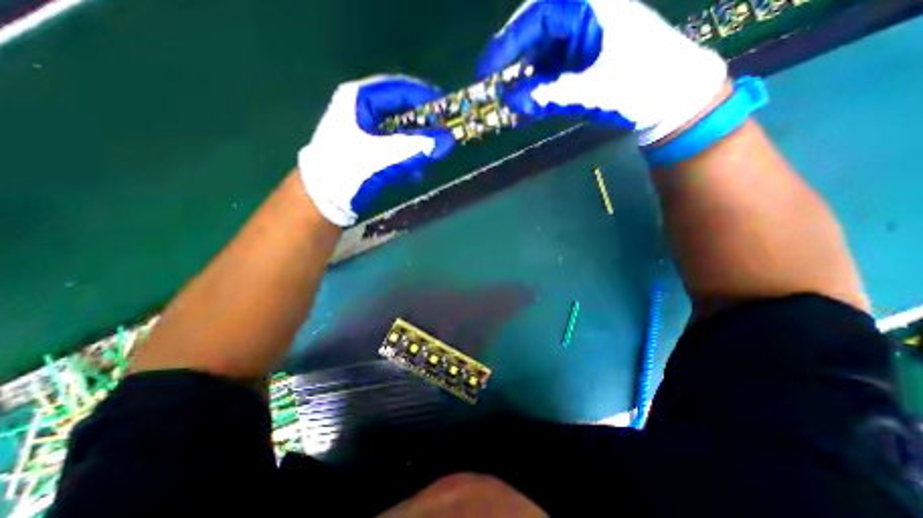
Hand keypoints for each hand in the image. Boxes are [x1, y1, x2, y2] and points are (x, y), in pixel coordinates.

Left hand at [299, 75, 452, 224]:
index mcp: (359, 98)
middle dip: (423, 125)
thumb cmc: (347, 170)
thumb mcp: (383, 157)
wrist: (323, 199)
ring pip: (399, 130)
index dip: (426, 97)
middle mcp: (361, 109)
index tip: (448, 110)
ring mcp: (364, 129)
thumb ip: (416, 148)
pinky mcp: (367, 148)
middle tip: (443, 135)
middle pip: (401, 110)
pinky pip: (394, 146)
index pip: (400, 89)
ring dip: (416, 144)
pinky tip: (415, 172)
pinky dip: (407, 156)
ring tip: (431, 156)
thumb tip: (449, 141)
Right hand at [476, 0, 728, 144]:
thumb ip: (548, 95)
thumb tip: (509, 101)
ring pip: (542, 59)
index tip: (485, 69)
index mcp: (590, 5)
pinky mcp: (582, 63)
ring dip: (525, 85)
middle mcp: (584, 17)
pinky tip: (526, 113)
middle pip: (535, 37)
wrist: (672, 99)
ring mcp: (583, 42)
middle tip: (495, 91)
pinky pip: (552, 75)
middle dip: (514, 66)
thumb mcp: (592, 90)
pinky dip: (538, 94)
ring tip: (509, 109)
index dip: (506, 43)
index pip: (537, 15)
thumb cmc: (641, 86)